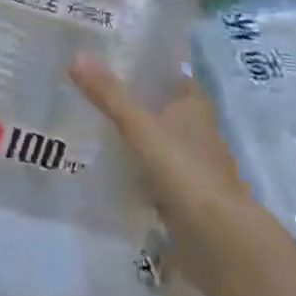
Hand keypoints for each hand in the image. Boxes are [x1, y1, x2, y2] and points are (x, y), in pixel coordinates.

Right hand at [71, 56, 255, 293]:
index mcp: (195, 105)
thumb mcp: (140, 127)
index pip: (172, 75)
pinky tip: (110, 168)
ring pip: (159, 141)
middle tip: (95, 90)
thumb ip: (109, 95)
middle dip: (136, 101)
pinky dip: (138, 170)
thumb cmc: (185, 170)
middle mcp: (199, 131)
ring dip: (136, 137)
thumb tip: (76, 55)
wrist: (219, 240)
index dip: (149, 66)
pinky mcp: (187, 197)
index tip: (116, 59)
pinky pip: (156, 173)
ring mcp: (194, 166)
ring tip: (95, 126)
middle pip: (164, 107)